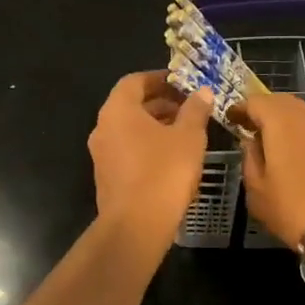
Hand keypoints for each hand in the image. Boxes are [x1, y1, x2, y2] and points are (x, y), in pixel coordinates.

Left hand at [88, 72, 214, 258]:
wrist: (136, 226)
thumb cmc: (164, 172)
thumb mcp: (189, 137)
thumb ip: (195, 110)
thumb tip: (202, 92)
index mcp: (118, 110)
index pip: (135, 81)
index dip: (160, 79)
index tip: (183, 84)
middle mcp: (103, 128)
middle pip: (131, 106)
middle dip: (161, 104)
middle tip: (189, 109)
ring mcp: (102, 155)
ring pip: (130, 131)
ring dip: (156, 127)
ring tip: (186, 133)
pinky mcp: (107, 178)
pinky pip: (128, 152)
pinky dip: (148, 147)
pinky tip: (172, 160)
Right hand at [236, 91, 304, 261]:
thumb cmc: (294, 208)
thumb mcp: (257, 190)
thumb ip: (250, 159)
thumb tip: (250, 142)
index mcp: (280, 120)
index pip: (255, 102)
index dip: (240, 108)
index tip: (230, 119)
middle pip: (280, 102)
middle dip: (263, 111)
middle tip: (250, 128)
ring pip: (300, 113)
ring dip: (283, 121)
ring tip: (272, 141)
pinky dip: (301, 132)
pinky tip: (296, 152)